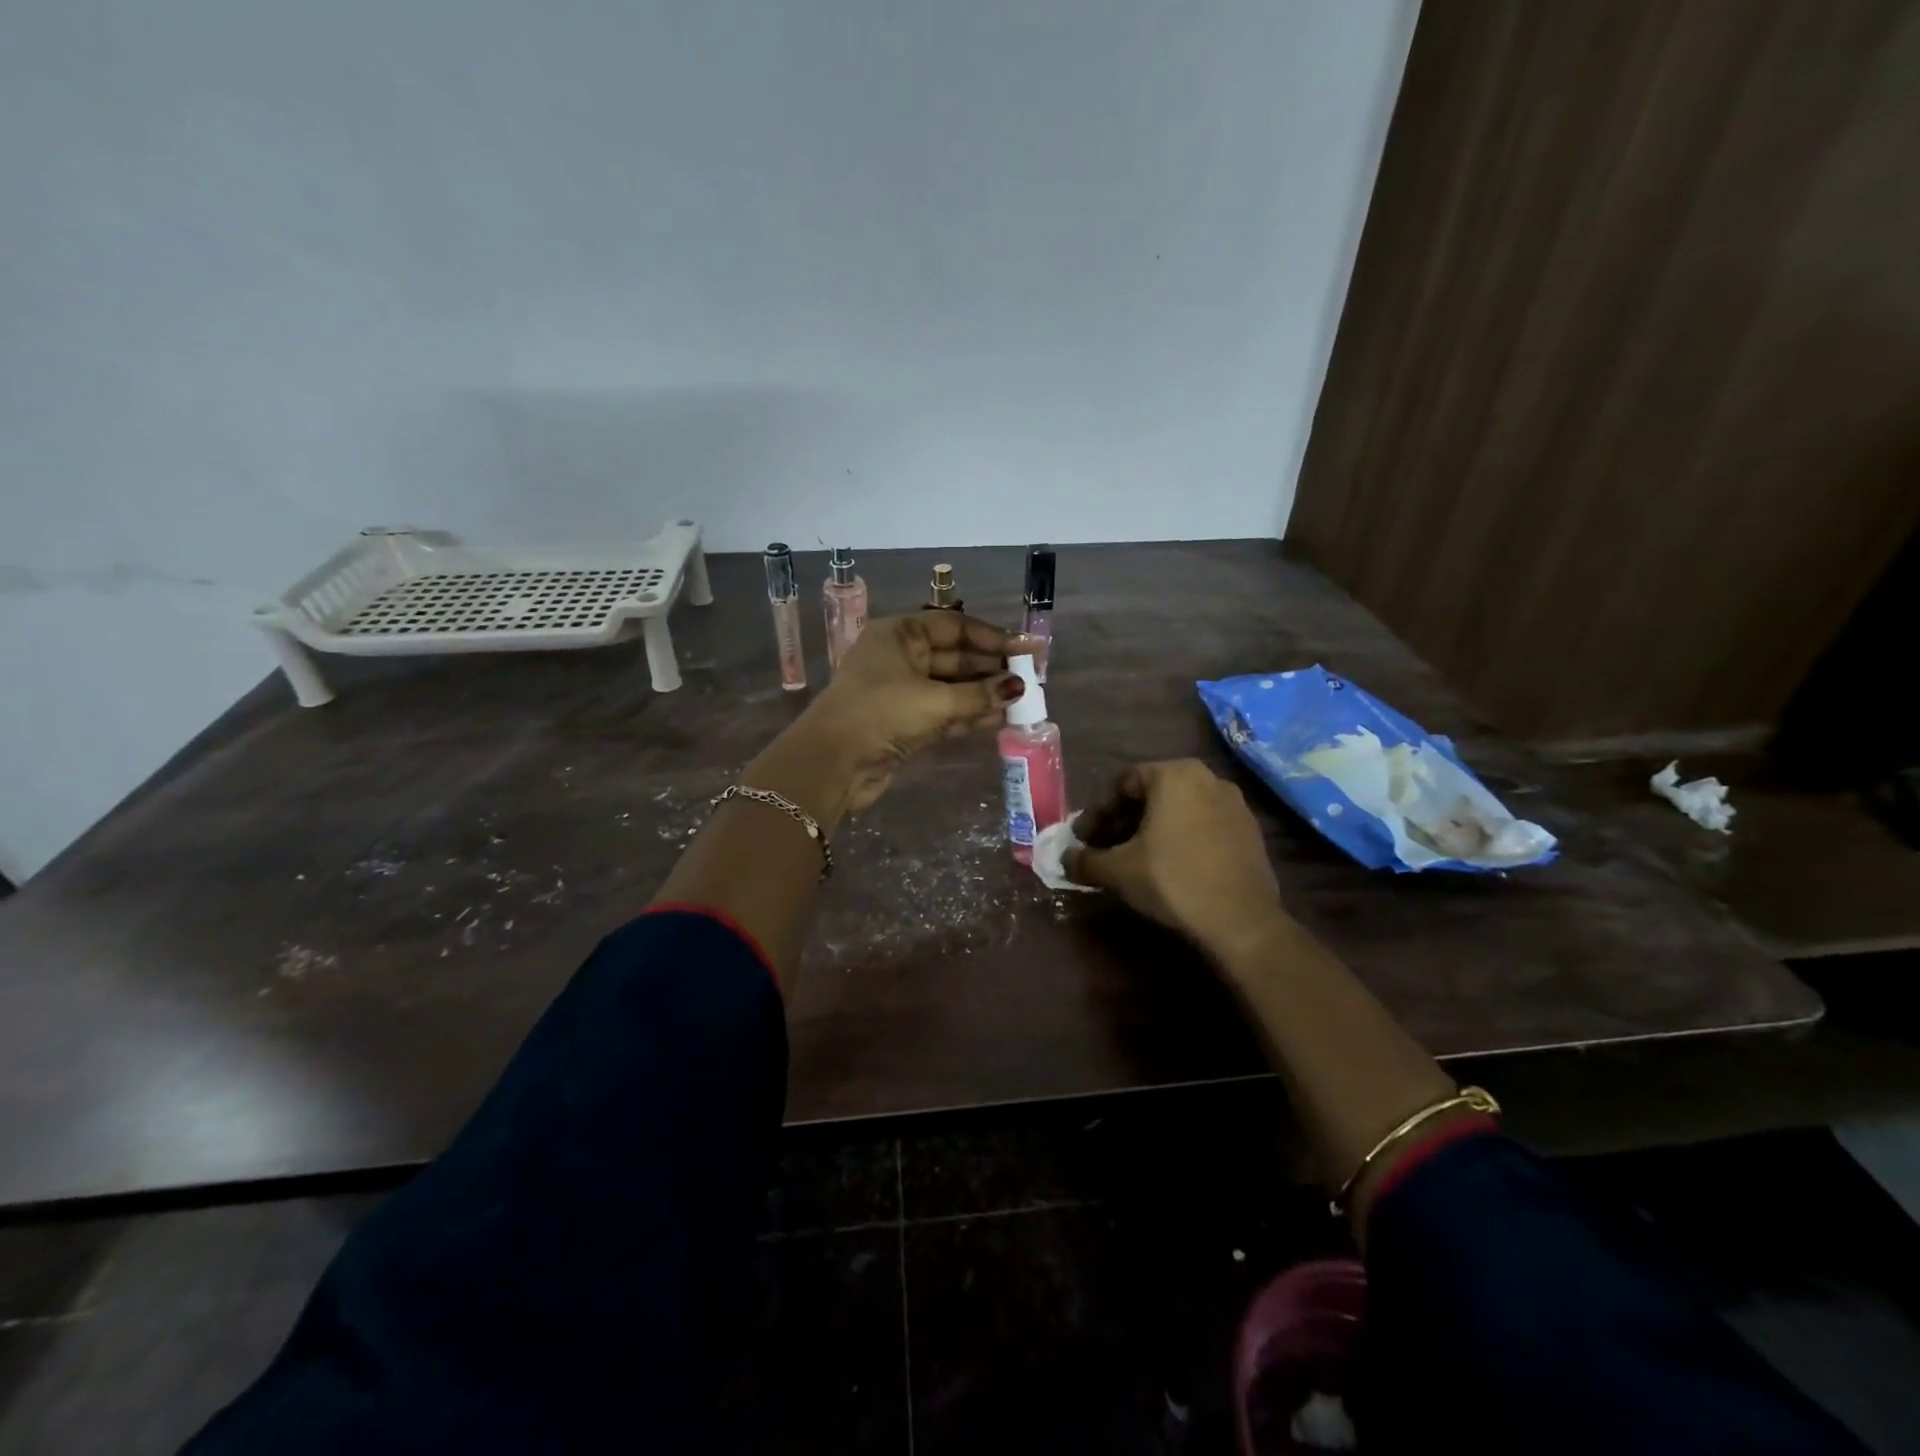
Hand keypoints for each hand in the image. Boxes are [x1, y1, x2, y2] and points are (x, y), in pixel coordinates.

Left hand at [778, 613, 1022, 816]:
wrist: (833, 763)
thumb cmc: (880, 713)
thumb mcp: (933, 700)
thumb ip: (979, 694)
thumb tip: (1018, 688)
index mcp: (899, 634)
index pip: (955, 627)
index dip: (993, 637)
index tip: (1027, 649)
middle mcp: (901, 657)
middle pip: (955, 656)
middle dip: (992, 668)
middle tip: (1031, 678)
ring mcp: (902, 691)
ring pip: (952, 687)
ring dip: (985, 693)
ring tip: (1023, 700)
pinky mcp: (905, 723)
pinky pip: (945, 712)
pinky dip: (970, 715)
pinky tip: (1000, 718)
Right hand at [1066, 760, 1286, 953]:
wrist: (1241, 920)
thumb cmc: (1172, 880)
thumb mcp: (1117, 871)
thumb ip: (1084, 860)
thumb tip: (1064, 859)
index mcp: (1174, 774)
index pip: (1123, 784)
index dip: (1099, 813)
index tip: (1086, 840)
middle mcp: (1207, 778)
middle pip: (1152, 795)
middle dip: (1125, 821)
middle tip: (1106, 849)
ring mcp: (1235, 803)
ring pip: (1180, 810)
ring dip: (1153, 830)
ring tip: (1137, 860)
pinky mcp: (1250, 831)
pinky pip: (1205, 825)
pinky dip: (1183, 838)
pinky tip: (1172, 867)